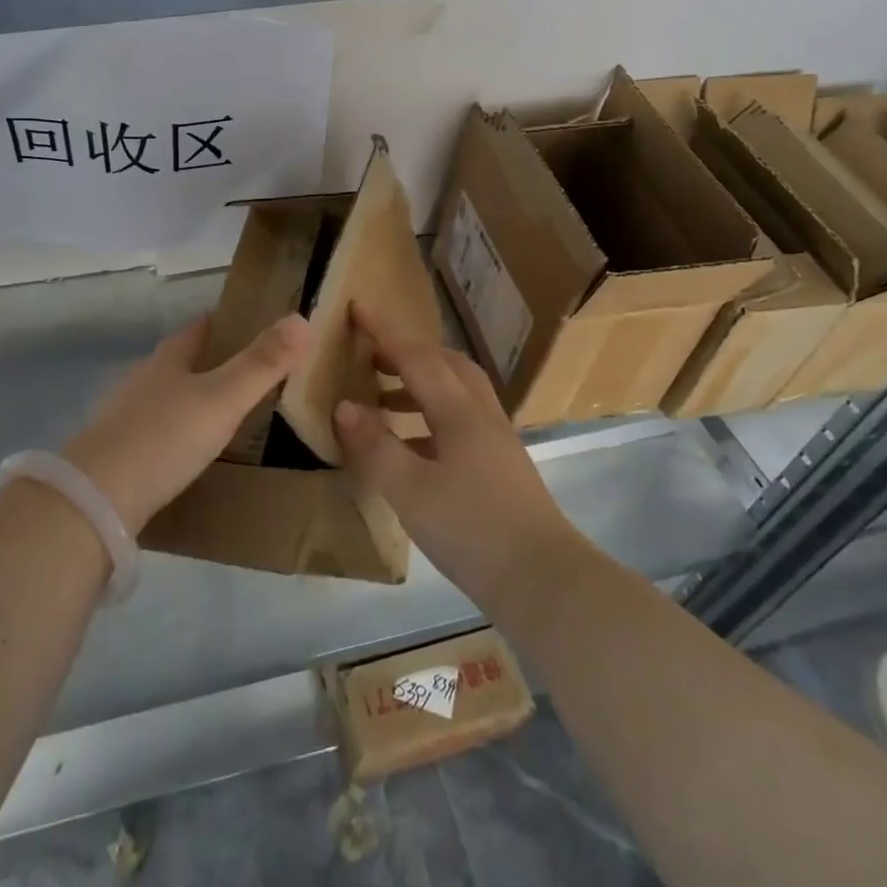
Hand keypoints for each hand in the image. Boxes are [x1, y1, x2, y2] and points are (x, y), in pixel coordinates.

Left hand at [62, 312, 311, 530]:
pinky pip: (152, 432)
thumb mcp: (222, 399)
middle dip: (209, 362)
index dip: (224, 321)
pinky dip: (173, 434)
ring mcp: (122, 416)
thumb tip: (302, 319)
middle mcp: (141, 380)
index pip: (198, 328)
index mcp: (167, 360)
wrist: (96, 499)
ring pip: (163, 397)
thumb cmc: (164, 438)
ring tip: (223, 415)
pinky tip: (187, 453)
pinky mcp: (114, 453)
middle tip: (248, 374)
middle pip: (179, 361)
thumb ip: (262, 364)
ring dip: (189, 399)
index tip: (252, 322)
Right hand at [333, 304, 581, 613]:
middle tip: (368, 351)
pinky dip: (430, 412)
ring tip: (381, 394)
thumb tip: (344, 406)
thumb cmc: (472, 530)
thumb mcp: (410, 491)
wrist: (543, 581)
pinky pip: (460, 417)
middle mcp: (480, 414)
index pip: (416, 355)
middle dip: (405, 349)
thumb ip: (374, 446)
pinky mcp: (500, 464)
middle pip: (444, 363)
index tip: (356, 305)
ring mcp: (495, 439)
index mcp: (458, 411)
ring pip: (455, 389)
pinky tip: (411, 442)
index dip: (384, 329)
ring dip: (418, 380)